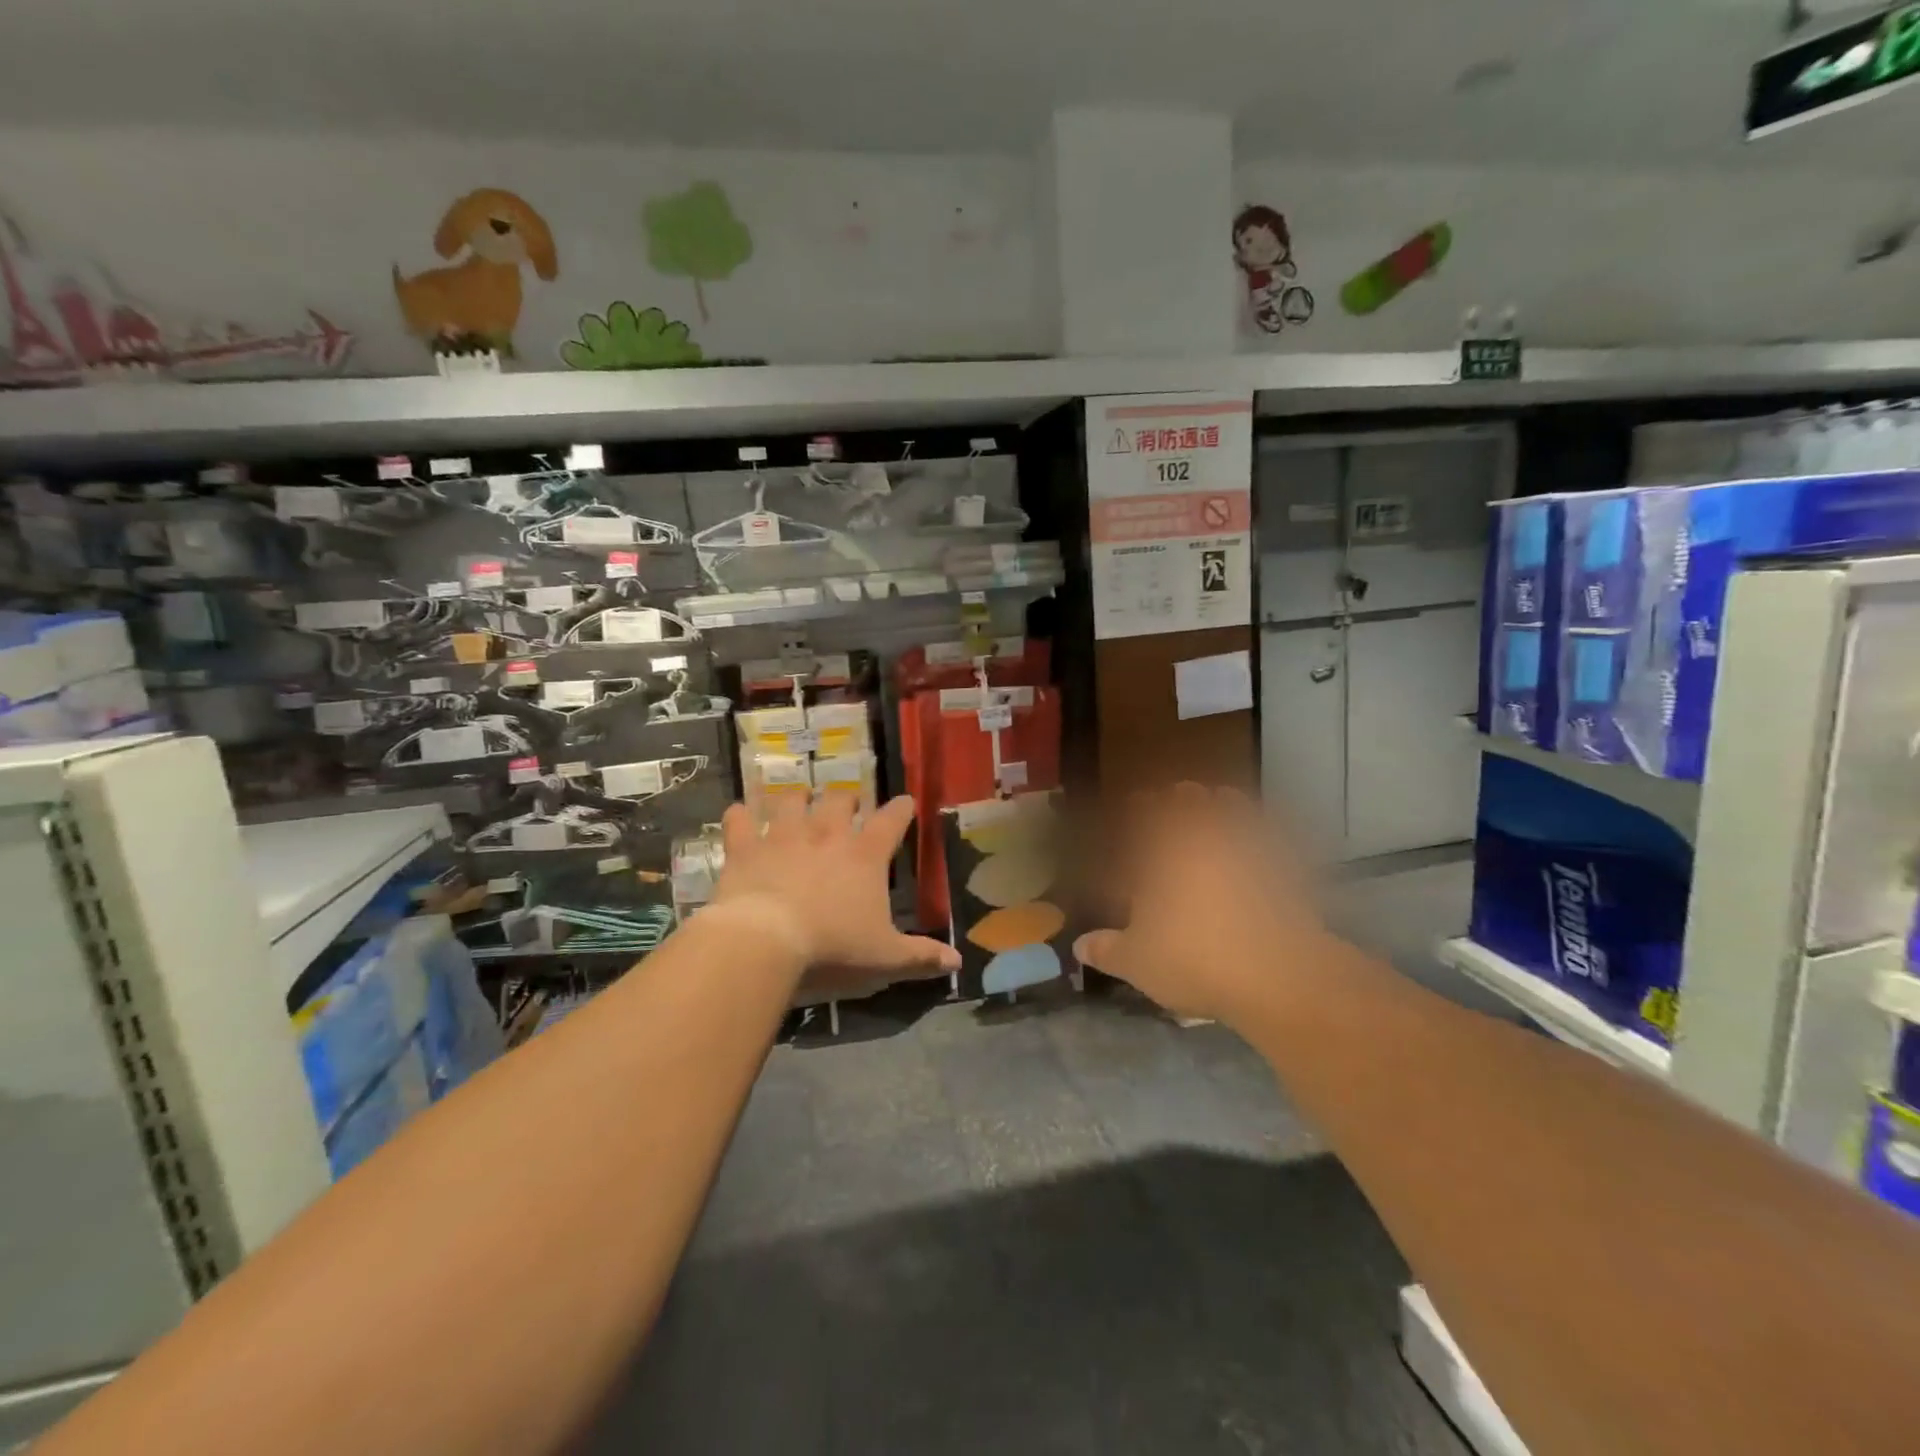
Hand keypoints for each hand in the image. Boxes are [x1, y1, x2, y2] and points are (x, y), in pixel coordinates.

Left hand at [711, 793, 960, 987]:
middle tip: (846, 807)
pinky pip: (739, 819)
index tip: (906, 802)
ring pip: (791, 799)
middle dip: (845, 800)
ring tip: (798, 801)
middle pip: (839, 800)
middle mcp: (826, 834)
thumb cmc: (832, 949)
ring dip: (796, 798)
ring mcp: (783, 836)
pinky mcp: (745, 847)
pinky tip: (740, 815)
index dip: (902, 808)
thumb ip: (921, 956)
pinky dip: (740, 815)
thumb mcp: (885, 958)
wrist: (764, 945)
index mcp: (865, 856)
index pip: (892, 820)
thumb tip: (957, 962)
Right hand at [1072, 783, 1336, 1029]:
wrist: (1278, 975)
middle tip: (1178, 796)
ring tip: (1219, 805)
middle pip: (1191, 801)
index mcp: (1164, 852)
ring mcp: (1250, 847)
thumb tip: (1079, 947)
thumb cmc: (1194, 959)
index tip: (1136, 802)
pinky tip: (1262, 840)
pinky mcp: (1287, 865)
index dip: (1139, 807)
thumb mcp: (1138, 962)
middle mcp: (1205, 838)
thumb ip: (1107, 950)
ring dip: (1224, 804)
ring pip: (1234, 807)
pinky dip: (1264, 829)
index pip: (1146, 815)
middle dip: (1181, 797)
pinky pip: (1273, 833)